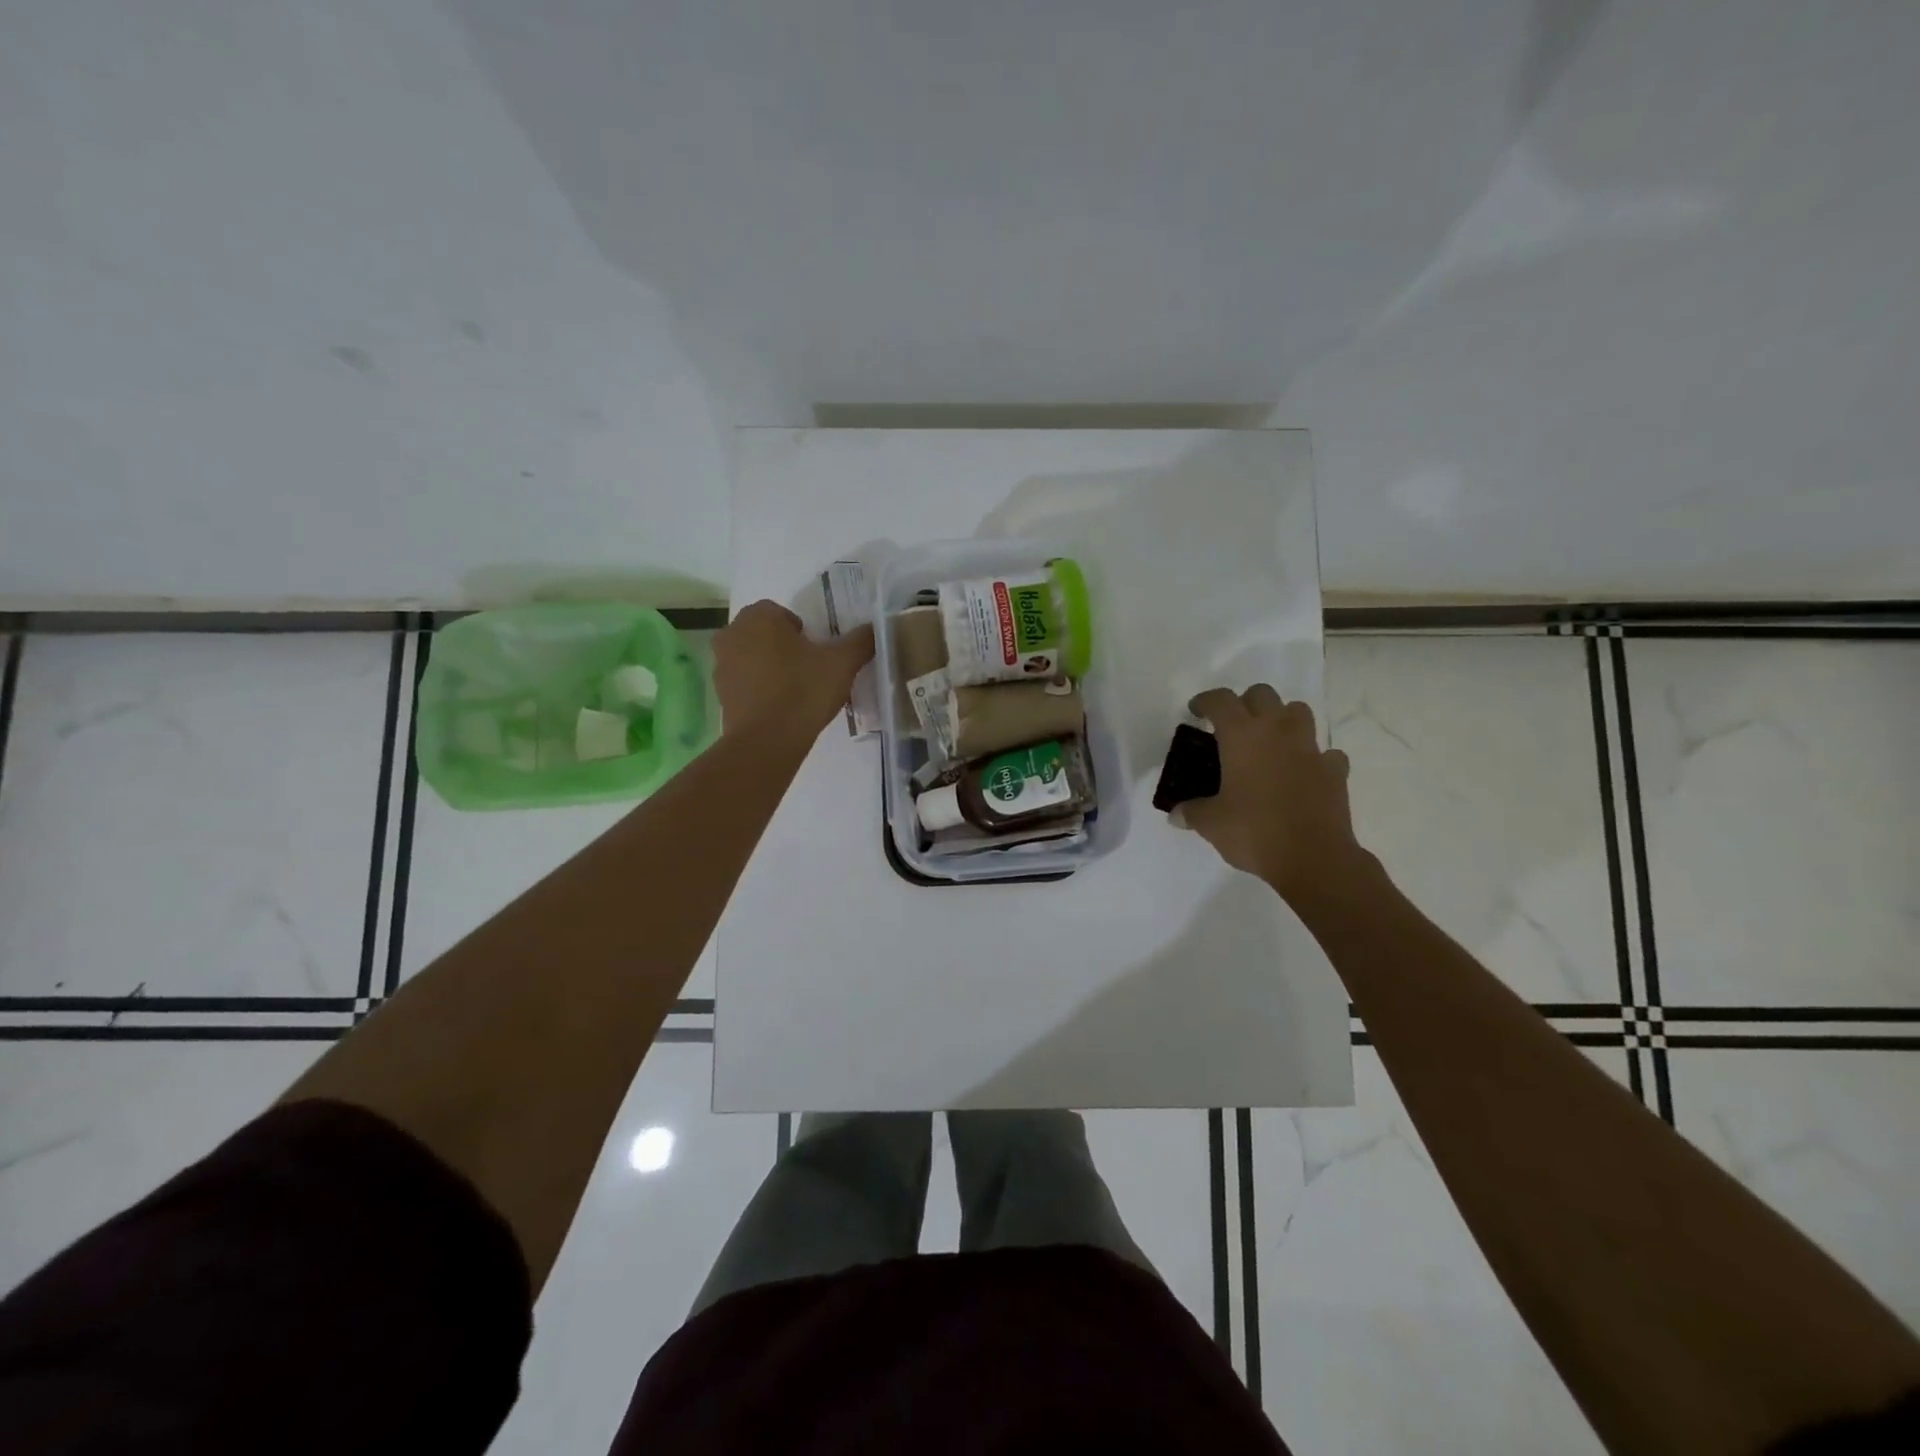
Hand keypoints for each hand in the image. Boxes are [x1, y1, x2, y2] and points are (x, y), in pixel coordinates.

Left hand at [712, 601, 874, 739]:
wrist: (767, 741)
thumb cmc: (803, 690)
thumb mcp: (842, 663)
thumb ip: (860, 641)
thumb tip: (874, 629)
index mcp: (758, 618)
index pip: (781, 612)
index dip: (801, 631)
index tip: (817, 653)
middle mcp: (733, 634)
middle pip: (763, 633)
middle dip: (783, 646)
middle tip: (809, 669)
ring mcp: (721, 665)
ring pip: (751, 657)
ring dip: (769, 666)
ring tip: (795, 690)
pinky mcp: (720, 694)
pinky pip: (744, 682)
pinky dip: (759, 689)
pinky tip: (780, 707)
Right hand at [1179, 685, 1370, 906]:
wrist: (1314, 858)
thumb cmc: (1254, 832)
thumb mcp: (1211, 824)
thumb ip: (1192, 812)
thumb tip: (1176, 815)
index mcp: (1242, 736)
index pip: (1221, 700)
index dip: (1206, 701)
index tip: (1197, 712)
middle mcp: (1277, 732)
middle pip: (1262, 694)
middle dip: (1245, 703)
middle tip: (1233, 727)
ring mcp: (1310, 749)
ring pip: (1298, 711)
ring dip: (1283, 719)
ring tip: (1270, 742)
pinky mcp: (1334, 771)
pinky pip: (1325, 752)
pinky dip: (1314, 757)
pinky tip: (1303, 773)